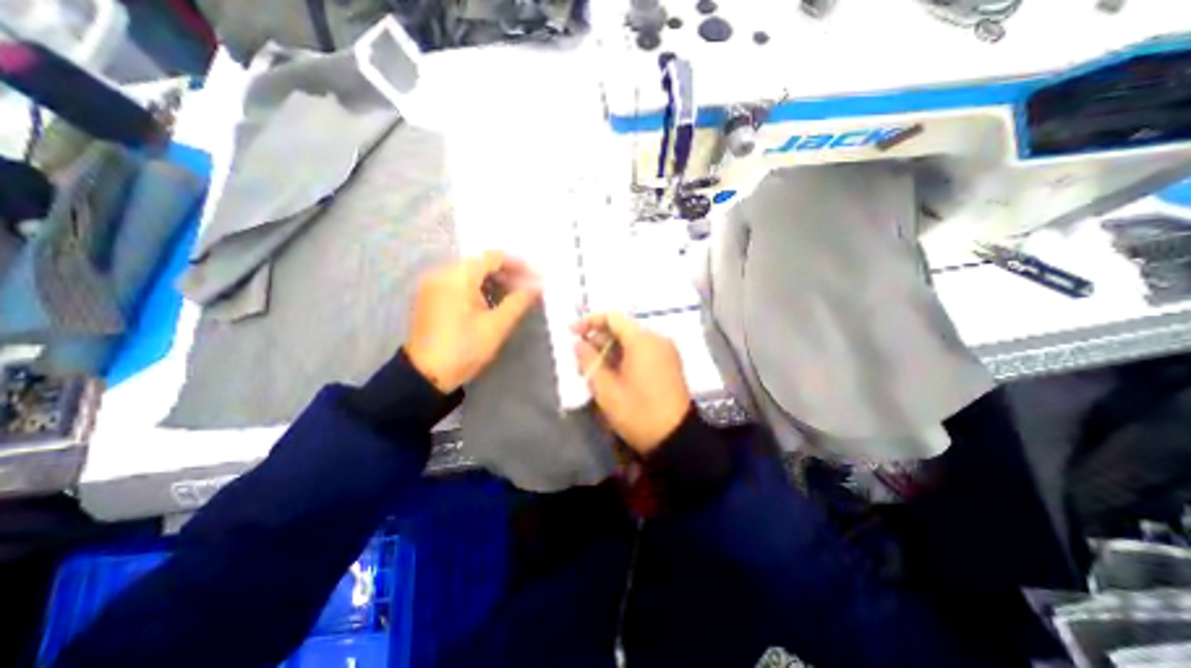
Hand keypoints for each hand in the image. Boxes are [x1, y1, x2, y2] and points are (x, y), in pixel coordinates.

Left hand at [407, 252, 542, 393]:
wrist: (425, 375)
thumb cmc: (464, 348)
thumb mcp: (496, 326)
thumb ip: (519, 302)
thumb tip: (537, 287)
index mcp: (457, 276)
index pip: (493, 257)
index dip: (518, 264)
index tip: (537, 275)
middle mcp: (442, 273)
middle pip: (481, 263)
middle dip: (507, 272)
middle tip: (528, 287)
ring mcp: (434, 284)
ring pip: (471, 273)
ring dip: (494, 280)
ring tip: (515, 294)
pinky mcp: (431, 296)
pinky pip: (460, 282)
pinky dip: (479, 287)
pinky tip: (493, 300)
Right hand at [573, 313, 694, 454]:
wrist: (677, 437)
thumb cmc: (638, 413)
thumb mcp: (606, 389)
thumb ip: (589, 361)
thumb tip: (579, 344)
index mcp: (642, 340)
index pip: (612, 317)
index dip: (589, 321)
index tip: (573, 333)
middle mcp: (657, 338)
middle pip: (622, 328)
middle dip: (599, 339)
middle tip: (582, 359)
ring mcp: (666, 350)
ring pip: (632, 340)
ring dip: (611, 349)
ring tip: (595, 370)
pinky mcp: (670, 362)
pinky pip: (643, 350)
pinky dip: (626, 355)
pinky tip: (614, 373)